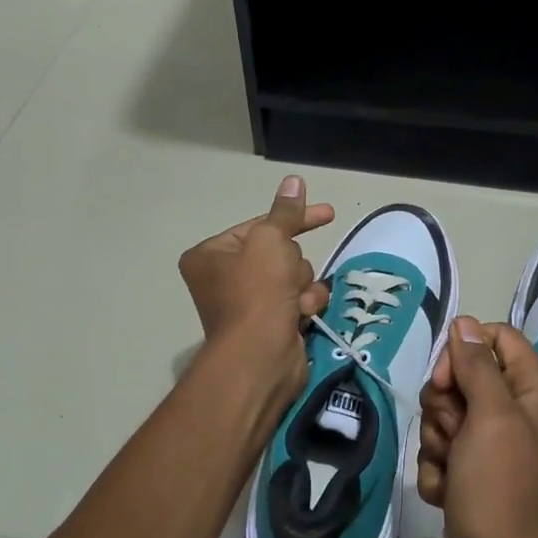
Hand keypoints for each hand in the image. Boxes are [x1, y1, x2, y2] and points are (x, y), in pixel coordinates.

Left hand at [178, 175, 333, 408]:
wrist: (261, 357)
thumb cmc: (256, 292)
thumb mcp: (270, 241)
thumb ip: (285, 212)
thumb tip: (294, 180)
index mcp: (211, 254)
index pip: (260, 225)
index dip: (293, 219)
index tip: (327, 213)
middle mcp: (224, 277)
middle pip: (279, 252)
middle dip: (293, 263)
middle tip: (287, 278)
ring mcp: (248, 303)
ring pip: (294, 276)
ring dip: (302, 285)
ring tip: (295, 301)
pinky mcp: (271, 323)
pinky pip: (299, 299)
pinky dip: (305, 304)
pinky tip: (301, 314)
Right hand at [418, 318, 537, 537]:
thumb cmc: (503, 492)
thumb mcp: (491, 418)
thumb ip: (478, 365)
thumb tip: (465, 322)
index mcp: (535, 393)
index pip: (497, 339)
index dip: (464, 351)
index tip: (447, 380)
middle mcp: (518, 416)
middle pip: (465, 379)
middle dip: (445, 405)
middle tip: (453, 433)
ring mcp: (495, 451)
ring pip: (447, 418)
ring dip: (437, 443)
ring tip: (451, 473)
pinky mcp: (474, 480)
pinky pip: (443, 455)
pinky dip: (437, 473)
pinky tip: (446, 496)